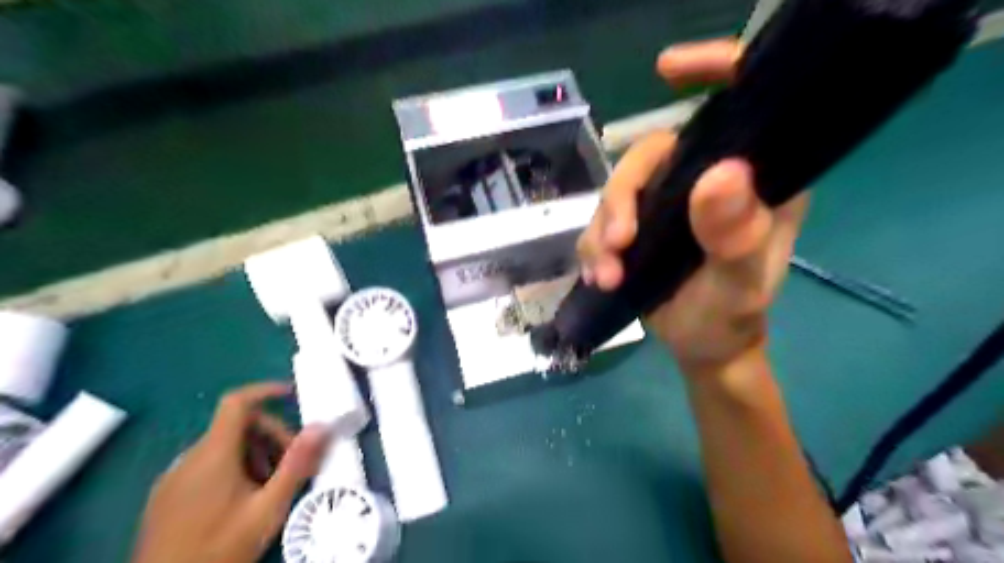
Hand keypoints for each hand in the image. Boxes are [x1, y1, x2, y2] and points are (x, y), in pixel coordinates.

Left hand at [131, 383, 327, 562]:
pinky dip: (233, 469)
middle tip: (290, 465)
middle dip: (270, 436)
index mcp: (213, 454)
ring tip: (270, 488)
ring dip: (254, 455)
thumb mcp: (268, 509)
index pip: (237, 402)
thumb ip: (296, 464)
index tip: (292, 395)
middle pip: (236, 426)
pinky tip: (243, 501)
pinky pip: (206, 465)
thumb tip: (321, 426)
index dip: (265, 391)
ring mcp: (174, 477)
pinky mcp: (166, 496)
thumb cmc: (219, 549)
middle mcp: (189, 458)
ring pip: (223, 447)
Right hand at [582, 38, 805, 372]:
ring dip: (602, 231)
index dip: (712, 70)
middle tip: (617, 244)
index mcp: (752, 179)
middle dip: (623, 197)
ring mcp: (667, 202)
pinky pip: (600, 221)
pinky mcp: (637, 224)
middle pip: (651, 155)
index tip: (667, 69)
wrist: (701, 347)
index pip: (739, 105)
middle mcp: (706, 179)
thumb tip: (719, 174)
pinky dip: (592, 248)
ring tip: (606, 274)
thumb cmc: (732, 316)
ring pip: (618, 190)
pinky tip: (599, 277)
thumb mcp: (740, 283)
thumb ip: (735, 235)